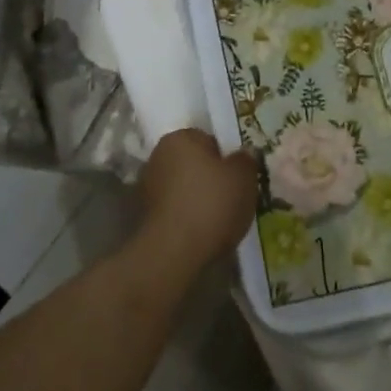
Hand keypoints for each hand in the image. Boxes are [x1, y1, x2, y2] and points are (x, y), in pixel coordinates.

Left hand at [136, 129, 259, 273]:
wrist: (174, 252)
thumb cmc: (211, 204)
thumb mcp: (243, 177)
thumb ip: (246, 160)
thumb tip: (243, 153)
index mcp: (180, 138)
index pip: (208, 140)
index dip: (226, 158)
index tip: (238, 178)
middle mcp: (158, 155)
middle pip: (194, 163)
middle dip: (210, 178)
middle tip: (232, 198)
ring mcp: (147, 186)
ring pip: (183, 187)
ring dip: (197, 198)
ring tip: (219, 220)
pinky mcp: (144, 215)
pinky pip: (175, 208)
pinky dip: (186, 216)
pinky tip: (202, 232)